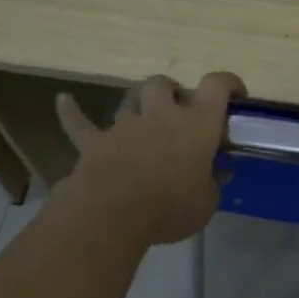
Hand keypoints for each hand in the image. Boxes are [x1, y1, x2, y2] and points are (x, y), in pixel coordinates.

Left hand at [55, 72, 244, 246]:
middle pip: (164, 84)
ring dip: (138, 103)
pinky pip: (80, 123)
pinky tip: (63, 101)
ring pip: (130, 98)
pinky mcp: (95, 143)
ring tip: (144, 114)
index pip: (216, 86)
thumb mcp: (206, 203)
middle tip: (179, 111)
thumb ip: (212, 184)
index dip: (228, 84)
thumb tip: (217, 175)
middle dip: (172, 92)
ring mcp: (125, 126)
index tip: (235, 95)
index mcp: (197, 124)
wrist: (114, 214)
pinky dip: (72, 112)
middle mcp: (161, 114)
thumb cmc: (170, 207)